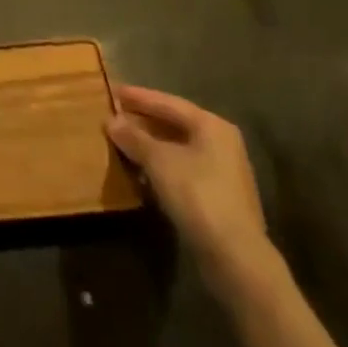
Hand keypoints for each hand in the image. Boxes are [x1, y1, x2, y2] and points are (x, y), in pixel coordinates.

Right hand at [107, 86, 274, 298]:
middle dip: (144, 119)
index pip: (169, 103)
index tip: (113, 90)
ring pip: (179, 147)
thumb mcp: (158, 161)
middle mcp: (221, 142)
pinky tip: (141, 169)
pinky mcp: (218, 196)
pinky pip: (183, 167)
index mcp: (212, 126)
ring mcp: (223, 170)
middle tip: (115, 113)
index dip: (139, 97)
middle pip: (175, 123)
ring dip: (151, 143)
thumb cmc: (197, 195)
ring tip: (123, 139)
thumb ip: (134, 137)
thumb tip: (112, 121)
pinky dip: (161, 164)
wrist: (235, 256)